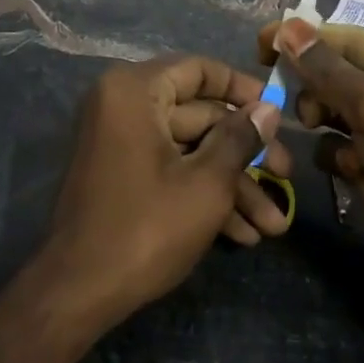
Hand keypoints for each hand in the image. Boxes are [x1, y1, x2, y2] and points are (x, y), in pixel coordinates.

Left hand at [38, 56, 289, 330]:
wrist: (77, 292)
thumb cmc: (145, 228)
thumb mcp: (206, 184)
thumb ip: (240, 139)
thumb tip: (269, 108)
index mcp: (135, 90)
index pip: (199, 69)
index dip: (243, 89)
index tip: (279, 113)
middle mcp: (123, 104)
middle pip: (199, 115)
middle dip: (246, 155)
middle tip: (286, 180)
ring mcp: (121, 140)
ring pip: (189, 149)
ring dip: (231, 185)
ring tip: (273, 227)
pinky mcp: (122, 173)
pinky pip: (169, 168)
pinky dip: (202, 194)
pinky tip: (242, 234)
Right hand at [259, 20, 363, 344]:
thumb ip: (327, 69)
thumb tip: (286, 27)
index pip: (353, 39)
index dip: (307, 38)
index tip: (262, 42)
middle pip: (342, 72)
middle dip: (314, 82)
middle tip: (289, 94)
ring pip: (336, 108)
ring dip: (318, 114)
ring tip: (311, 125)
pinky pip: (340, 145)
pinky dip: (332, 151)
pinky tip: (341, 166)